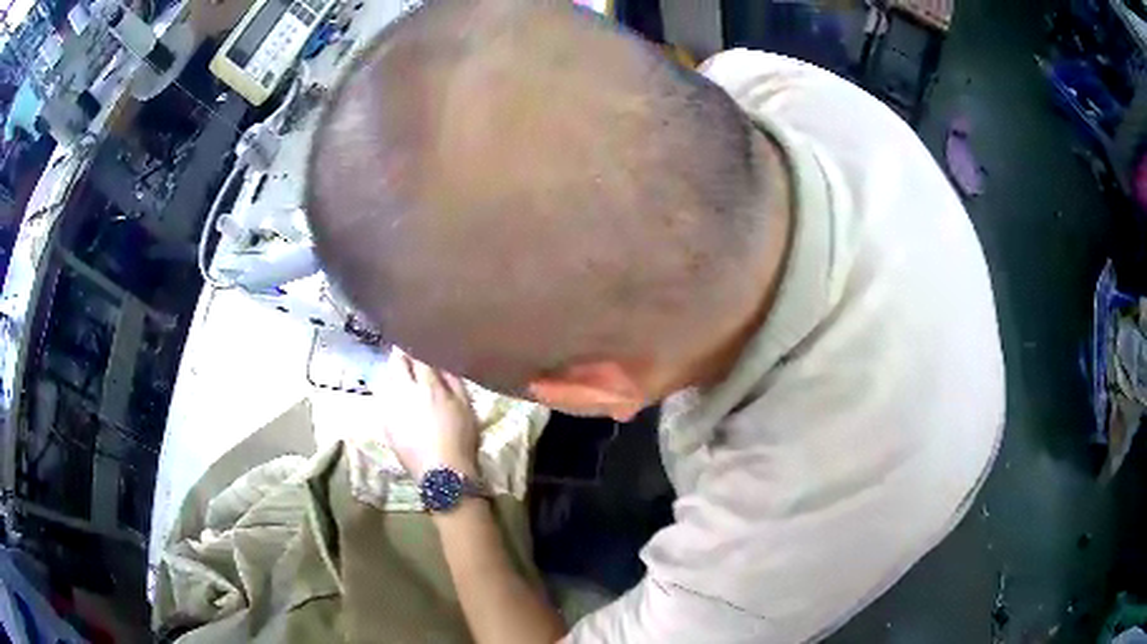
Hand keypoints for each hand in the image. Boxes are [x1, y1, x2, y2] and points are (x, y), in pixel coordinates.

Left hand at [380, 349, 480, 480]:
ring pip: (384, 378)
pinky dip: (385, 390)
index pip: (417, 355)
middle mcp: (404, 392)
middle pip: (396, 363)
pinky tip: (391, 394)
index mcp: (428, 386)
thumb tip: (442, 360)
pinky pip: (380, 398)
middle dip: (400, 354)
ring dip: (391, 371)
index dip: (417, 345)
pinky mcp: (383, 423)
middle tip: (406, 351)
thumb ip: (454, 380)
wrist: (442, 474)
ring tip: (398, 371)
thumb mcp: (467, 407)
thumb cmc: (460, 439)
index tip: (419, 339)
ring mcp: (390, 408)